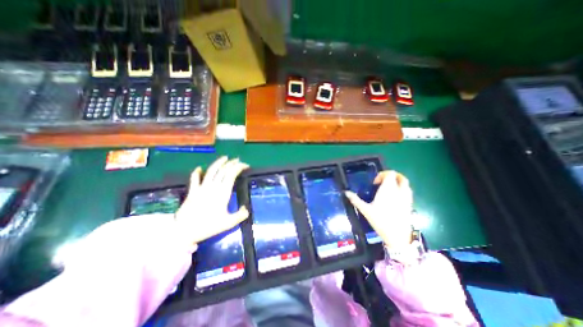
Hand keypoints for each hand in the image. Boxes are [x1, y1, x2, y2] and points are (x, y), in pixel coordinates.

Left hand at [176, 156, 251, 244]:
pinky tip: (200, 168)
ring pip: (211, 171)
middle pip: (223, 170)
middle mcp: (213, 187)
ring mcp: (202, 188)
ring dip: (218, 163)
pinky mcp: (192, 191)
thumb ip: (240, 215)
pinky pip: (194, 178)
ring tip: (225, 158)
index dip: (239, 167)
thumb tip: (247, 209)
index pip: (232, 174)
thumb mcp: (228, 223)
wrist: (185, 231)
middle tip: (238, 160)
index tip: (245, 165)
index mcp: (223, 193)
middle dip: (232, 163)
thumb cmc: (208, 226)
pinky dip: (197, 172)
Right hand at [345, 172, 414, 250]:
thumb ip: (355, 199)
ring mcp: (406, 198)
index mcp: (388, 189)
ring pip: (406, 184)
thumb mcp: (365, 210)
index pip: (390, 174)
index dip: (382, 174)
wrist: (397, 236)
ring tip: (388, 189)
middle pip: (401, 177)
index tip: (375, 183)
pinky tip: (394, 198)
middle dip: (393, 176)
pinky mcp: (410, 205)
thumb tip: (345, 192)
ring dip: (398, 183)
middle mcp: (399, 191)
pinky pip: (408, 192)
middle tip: (383, 182)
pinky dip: (402, 190)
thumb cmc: (380, 220)